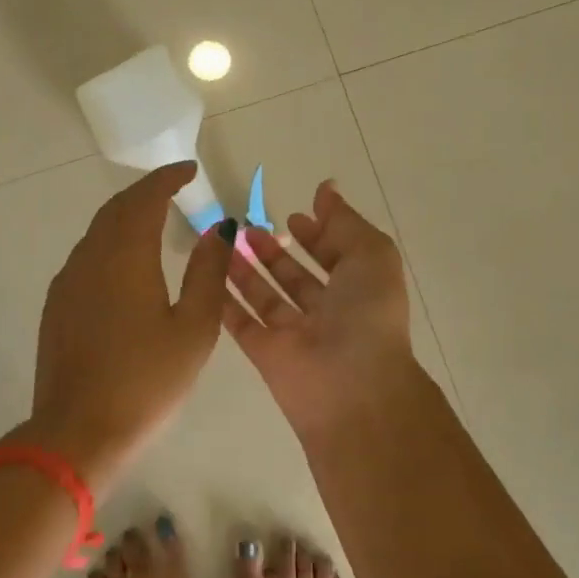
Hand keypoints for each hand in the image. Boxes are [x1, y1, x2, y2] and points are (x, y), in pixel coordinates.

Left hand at [24, 161, 233, 489]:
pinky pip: (86, 254)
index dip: (167, 178)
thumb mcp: (194, 328)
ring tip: (153, 218)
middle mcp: (90, 257)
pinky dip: (109, 240)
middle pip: (117, 208)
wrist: (77, 432)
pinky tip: (124, 260)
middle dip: (145, 191)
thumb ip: (208, 272)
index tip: (189, 169)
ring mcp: (68, 280)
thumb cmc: (146, 381)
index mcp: (126, 256)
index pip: (145, 198)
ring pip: (97, 230)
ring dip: (125, 215)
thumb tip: (218, 228)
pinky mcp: (57, 304)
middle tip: (173, 188)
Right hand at [223, 179, 419, 435]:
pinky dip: (225, 299)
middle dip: (276, 252)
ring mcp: (295, 334)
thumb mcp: (370, 255)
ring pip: (266, 296)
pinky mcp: (265, 353)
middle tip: (249, 227)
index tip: (293, 216)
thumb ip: (344, 220)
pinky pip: (241, 321)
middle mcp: (328, 312)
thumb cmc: (367, 315)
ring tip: (224, 240)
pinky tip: (207, 271)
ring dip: (246, 269)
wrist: (352, 389)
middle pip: (296, 277)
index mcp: (359, 290)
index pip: (335, 257)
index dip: (316, 236)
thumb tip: (325, 188)